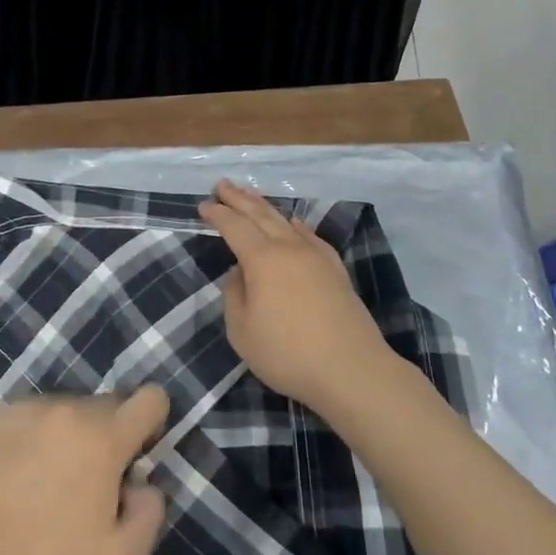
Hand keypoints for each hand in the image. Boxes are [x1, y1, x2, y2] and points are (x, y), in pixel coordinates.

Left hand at [0, 387, 169, 554]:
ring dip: (73, 435)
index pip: (151, 398)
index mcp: (104, 437)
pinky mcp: (0, 414)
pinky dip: (39, 435)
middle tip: (91, 484)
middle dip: (110, 437)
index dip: (153, 424)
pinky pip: (36, 415)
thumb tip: (145, 484)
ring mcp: (31, 406)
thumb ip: (149, 514)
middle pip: (110, 405)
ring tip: (49, 482)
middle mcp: (70, 408)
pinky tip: (20, 475)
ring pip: (71, 410)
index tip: (136, 458)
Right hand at [199, 180, 391, 413]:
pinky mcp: (336, 270)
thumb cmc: (288, 353)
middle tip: (222, 184)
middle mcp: (289, 248)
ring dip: (265, 206)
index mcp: (262, 259)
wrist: (352, 369)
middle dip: (239, 198)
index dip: (218, 214)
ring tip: (250, 194)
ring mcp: (316, 256)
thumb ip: (234, 296)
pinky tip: (294, 223)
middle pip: (260, 215)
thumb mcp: (242, 331)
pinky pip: (310, 236)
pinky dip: (296, 225)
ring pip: (285, 221)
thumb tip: (240, 274)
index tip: (204, 205)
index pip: (234, 227)